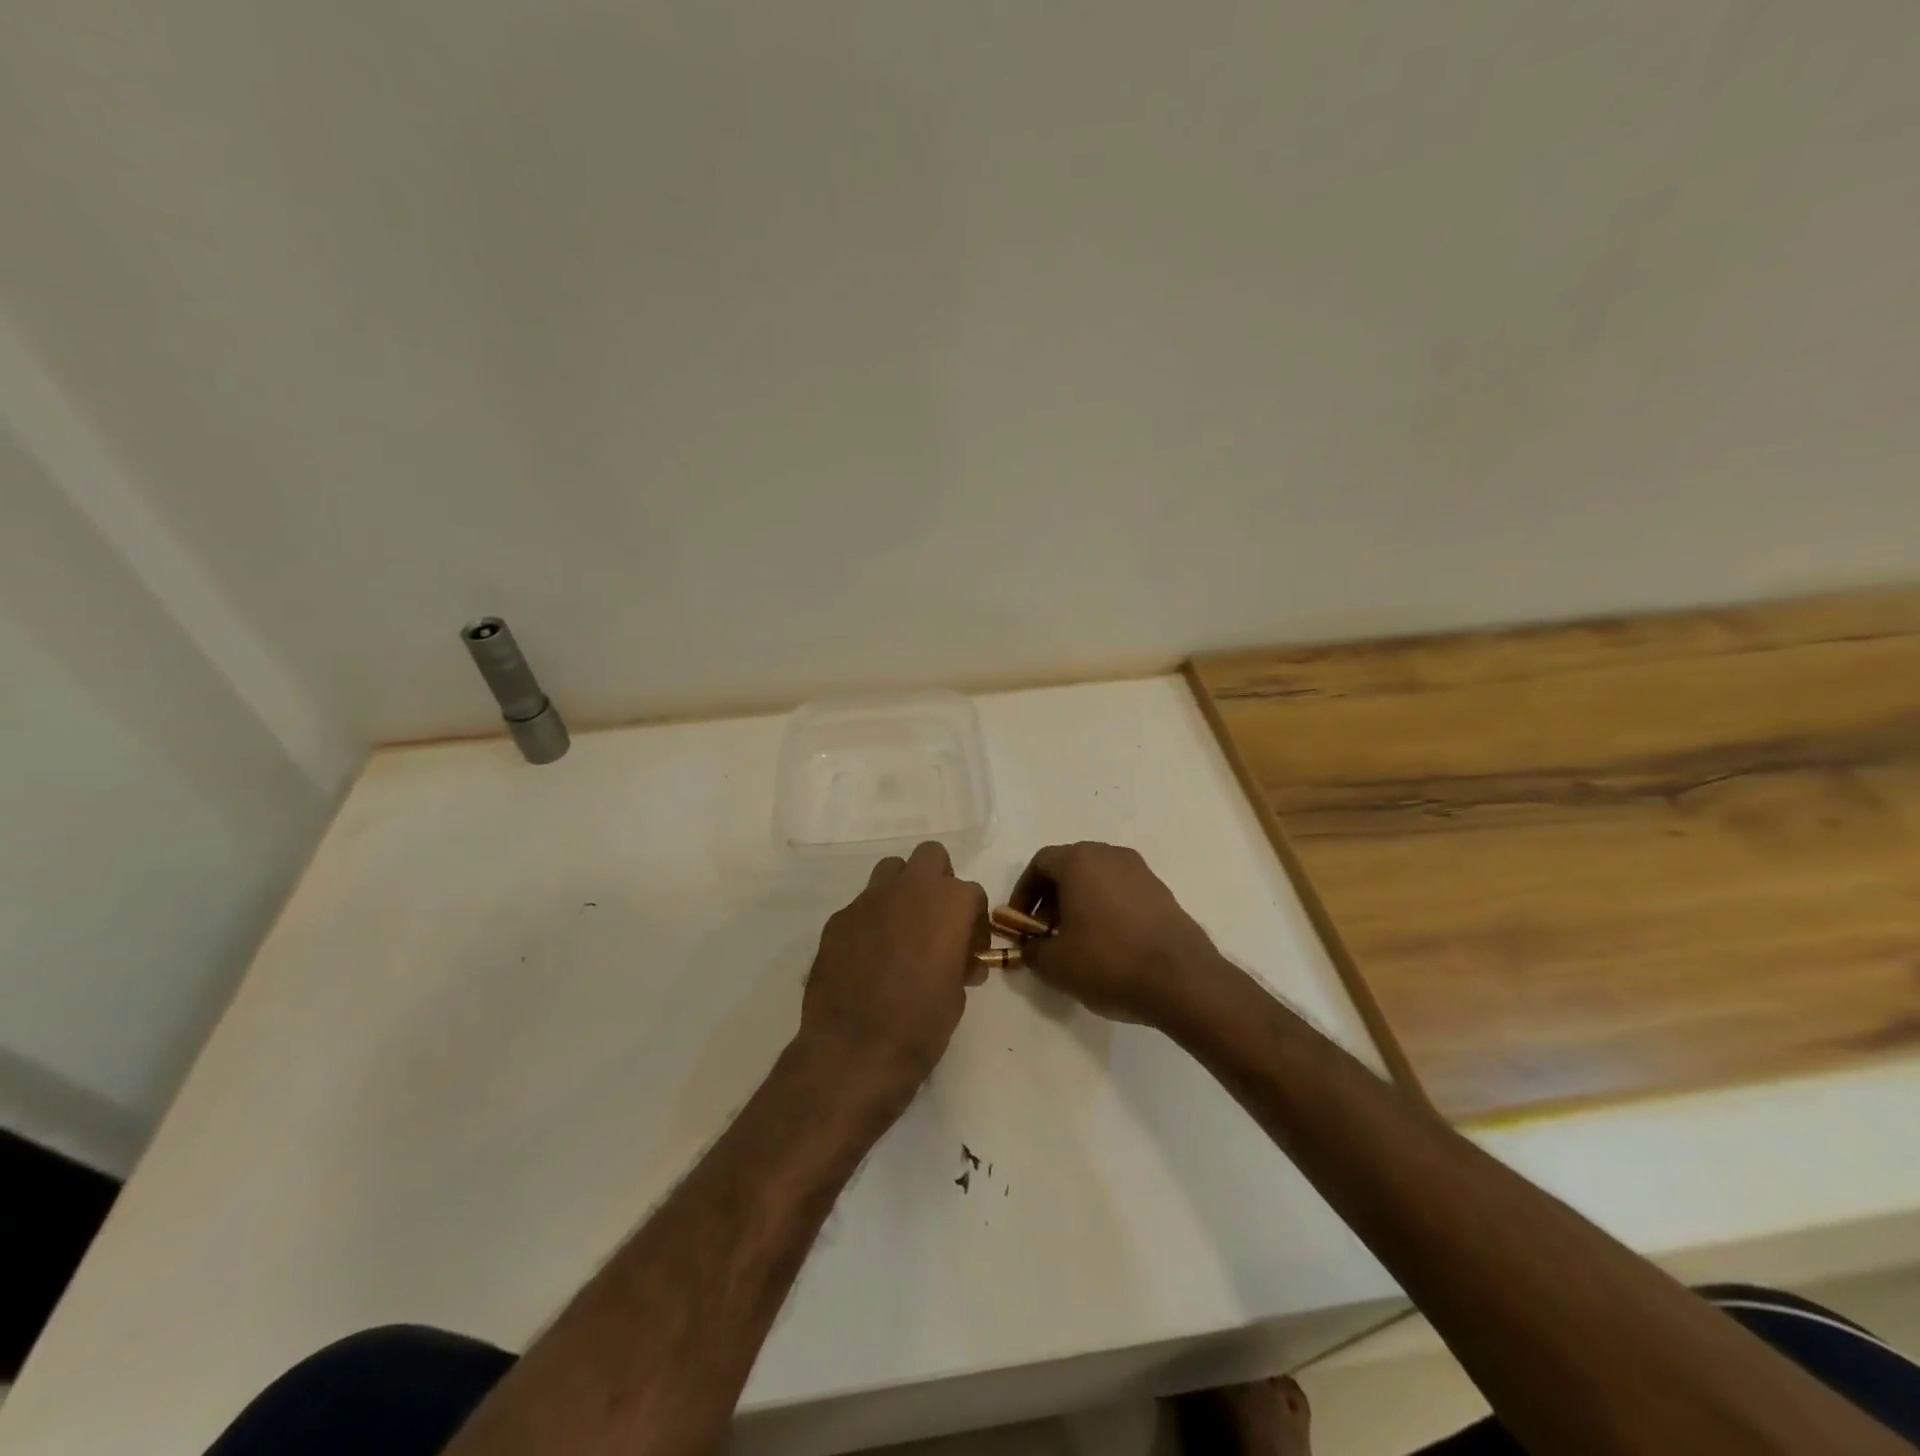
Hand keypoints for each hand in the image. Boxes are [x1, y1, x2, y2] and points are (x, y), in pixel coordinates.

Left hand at [799, 842, 988, 1104]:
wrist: (854, 1052)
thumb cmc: (920, 1026)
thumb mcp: (956, 996)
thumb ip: (959, 962)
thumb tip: (957, 960)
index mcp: (949, 904)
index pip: (971, 893)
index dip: (974, 921)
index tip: (970, 951)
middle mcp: (909, 889)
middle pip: (930, 857)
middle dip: (938, 880)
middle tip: (936, 920)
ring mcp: (868, 900)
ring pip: (891, 870)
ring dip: (901, 891)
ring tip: (901, 930)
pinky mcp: (837, 919)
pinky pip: (861, 906)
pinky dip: (870, 922)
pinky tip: (867, 957)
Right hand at [1010, 842, 1219, 1027]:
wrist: (1182, 980)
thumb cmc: (1108, 961)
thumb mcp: (1054, 964)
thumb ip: (1032, 950)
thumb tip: (1031, 946)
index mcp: (1079, 861)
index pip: (1040, 863)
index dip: (1023, 893)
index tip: (1020, 923)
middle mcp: (1110, 855)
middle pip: (1070, 868)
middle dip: (1051, 899)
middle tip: (1046, 934)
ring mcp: (1141, 871)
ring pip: (1097, 879)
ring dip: (1079, 904)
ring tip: (1076, 942)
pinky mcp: (1162, 892)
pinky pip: (1122, 893)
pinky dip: (1107, 910)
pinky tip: (1109, 946)